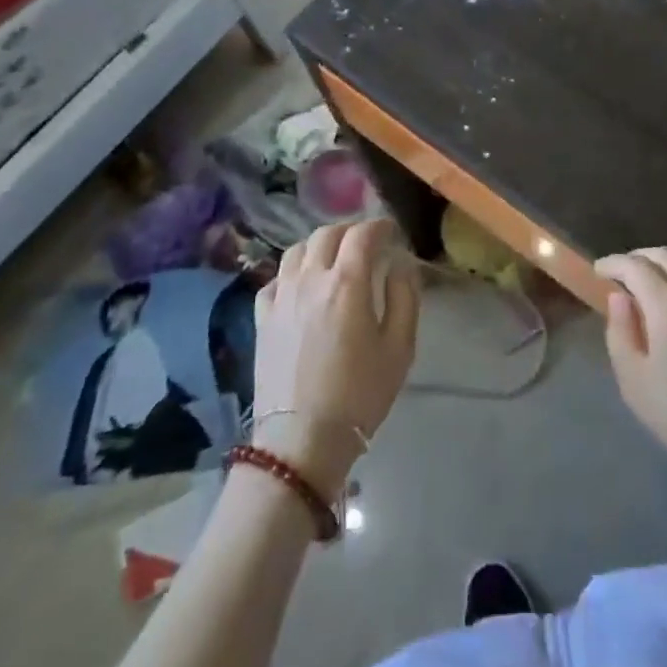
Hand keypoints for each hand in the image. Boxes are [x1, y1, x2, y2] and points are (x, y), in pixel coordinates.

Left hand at [251, 220, 419, 497]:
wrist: (301, 440)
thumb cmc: (360, 394)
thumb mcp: (400, 347)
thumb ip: (404, 297)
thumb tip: (399, 265)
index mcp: (347, 281)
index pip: (362, 233)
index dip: (380, 226)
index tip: (391, 232)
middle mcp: (310, 278)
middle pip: (327, 233)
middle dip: (350, 230)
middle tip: (366, 242)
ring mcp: (281, 297)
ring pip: (296, 250)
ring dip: (318, 245)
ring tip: (332, 258)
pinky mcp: (261, 318)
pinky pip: (274, 279)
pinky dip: (291, 272)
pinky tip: (301, 286)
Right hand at [596, 249, 666, 516]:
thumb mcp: (636, 384)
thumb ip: (621, 334)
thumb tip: (619, 298)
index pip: (635, 266)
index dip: (613, 263)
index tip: (598, 271)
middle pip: (665, 255)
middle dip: (637, 257)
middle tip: (621, 273)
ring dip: (666, 258)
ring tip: (652, 275)